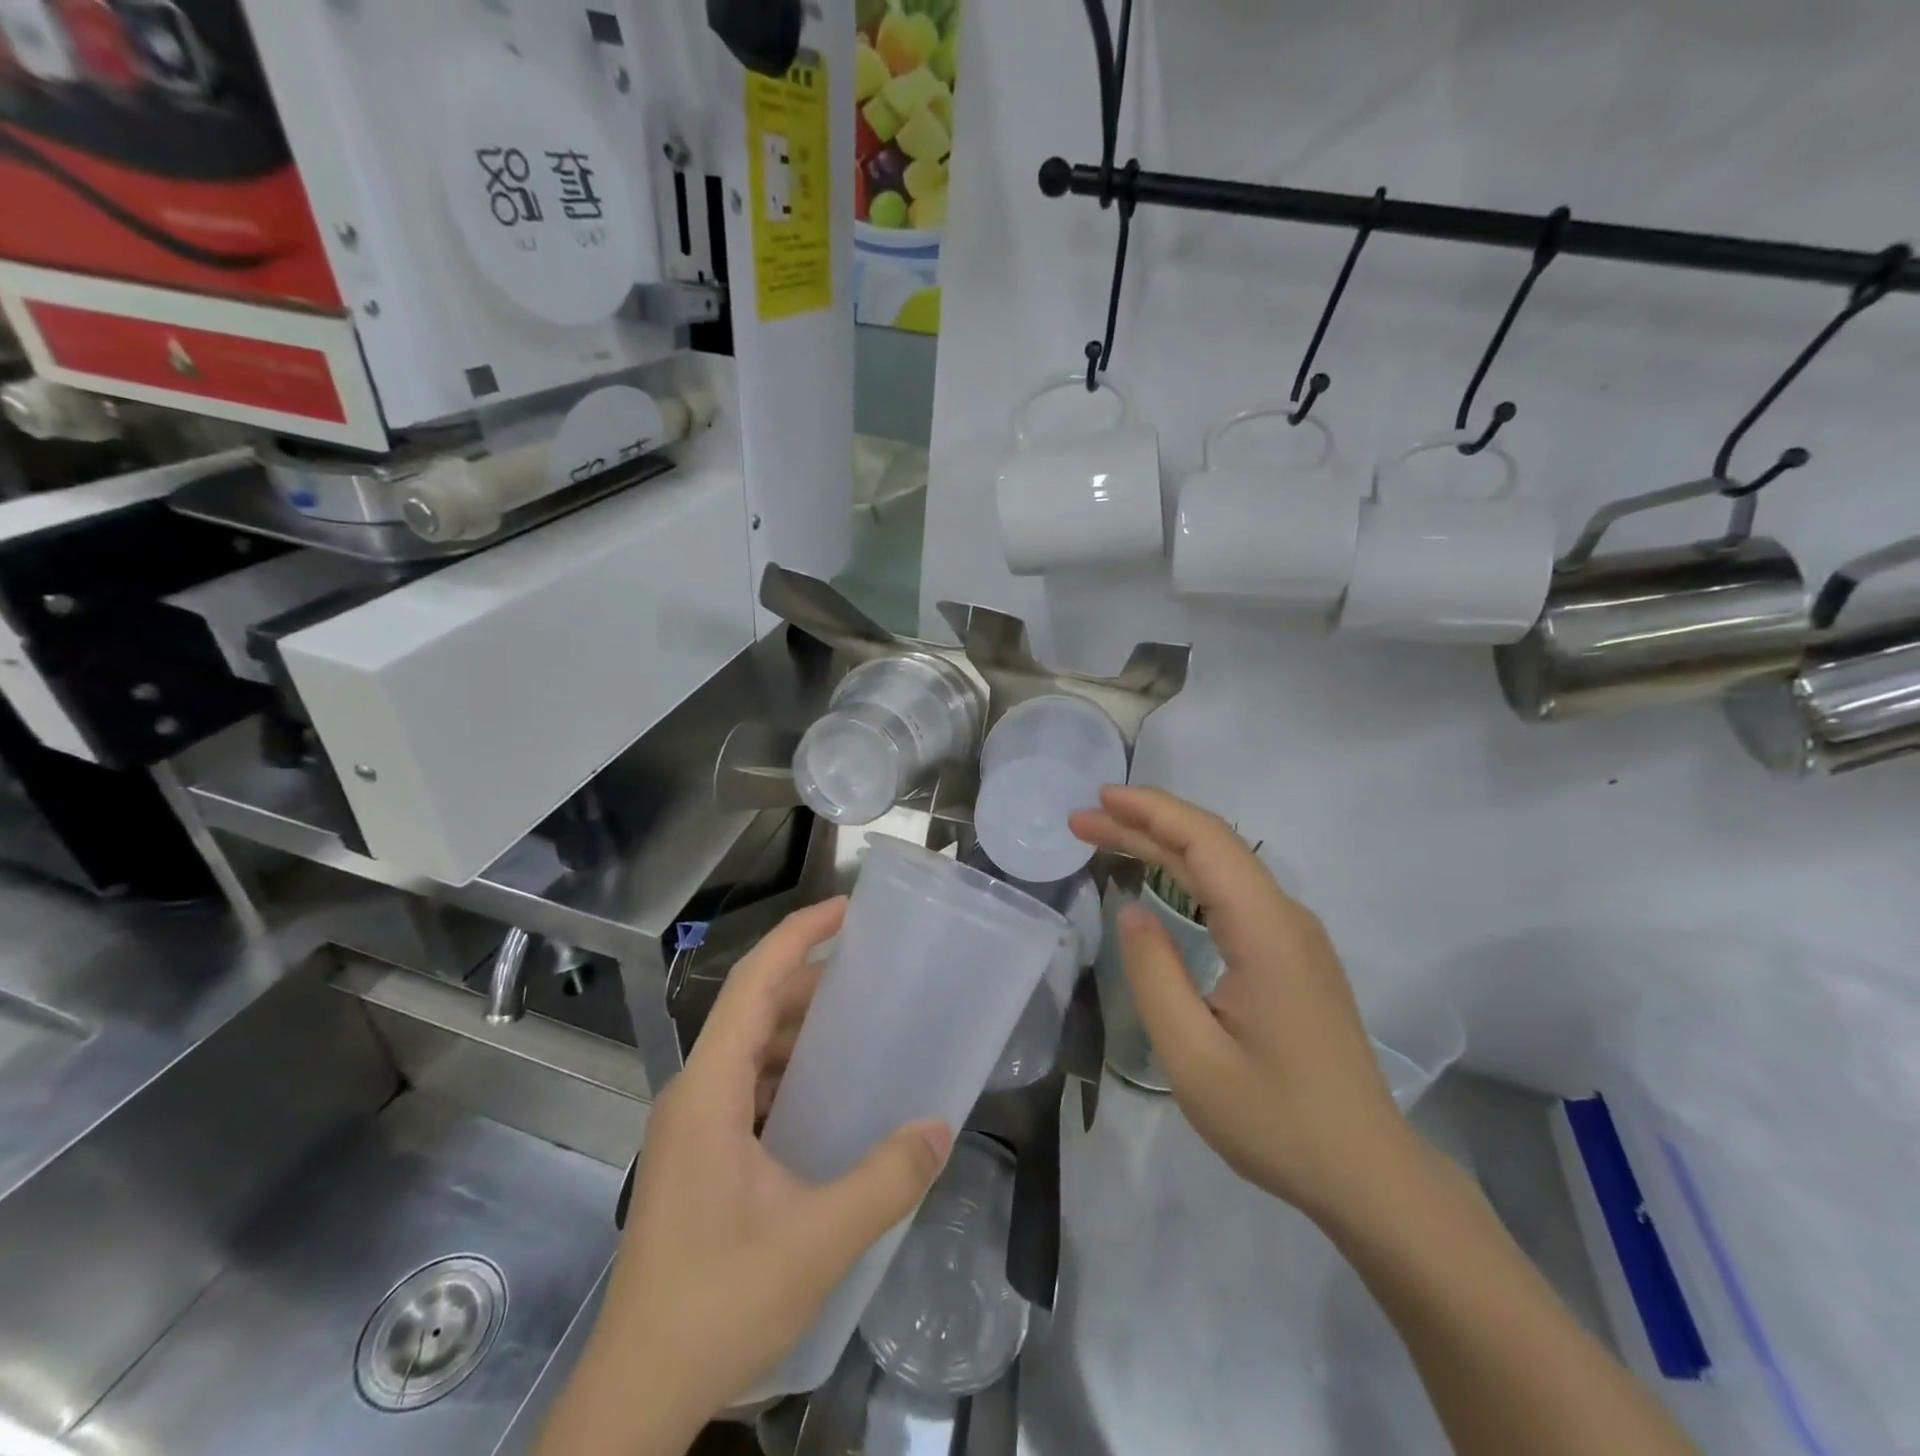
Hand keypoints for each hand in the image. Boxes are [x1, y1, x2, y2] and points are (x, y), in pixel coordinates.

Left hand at [545, 900, 950, 1453]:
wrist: (639, 1392)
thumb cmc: (717, 1303)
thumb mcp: (816, 1241)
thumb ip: (885, 1181)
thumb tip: (940, 1127)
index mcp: (708, 1091)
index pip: (752, 984)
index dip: (798, 935)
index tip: (846, 908)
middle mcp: (693, 1093)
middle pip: (752, 1008)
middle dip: (809, 977)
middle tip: (872, 968)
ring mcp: (691, 1125)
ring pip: (749, 1047)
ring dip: (799, 1025)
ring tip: (859, 1020)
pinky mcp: (698, 1154)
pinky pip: (747, 1084)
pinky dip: (788, 1068)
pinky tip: (828, 1091)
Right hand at [1070, 786, 1415, 1224]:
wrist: (1366, 1173)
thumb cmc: (1276, 1120)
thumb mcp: (1193, 1057)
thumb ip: (1155, 974)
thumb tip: (1132, 911)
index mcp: (1265, 932)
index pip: (1206, 843)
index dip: (1151, 811)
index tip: (1099, 799)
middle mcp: (1285, 918)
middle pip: (1212, 847)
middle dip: (1144, 824)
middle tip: (1082, 821)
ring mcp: (1293, 936)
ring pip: (1223, 866)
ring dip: (1164, 844)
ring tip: (1107, 837)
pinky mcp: (1292, 955)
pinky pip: (1234, 892)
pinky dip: (1187, 872)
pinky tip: (1160, 878)